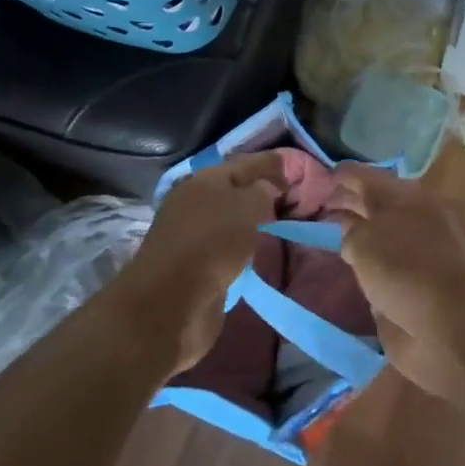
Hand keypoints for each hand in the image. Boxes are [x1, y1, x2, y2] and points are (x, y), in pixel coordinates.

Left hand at [121, 151, 285, 371]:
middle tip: (288, 195)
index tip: (292, 169)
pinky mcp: (192, 265)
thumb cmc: (212, 243)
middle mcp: (194, 202)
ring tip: (276, 220)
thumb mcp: (246, 207)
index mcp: (203, 180)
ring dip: (249, 218)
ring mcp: (190, 235)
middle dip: (258, 189)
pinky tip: (255, 247)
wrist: (172, 302)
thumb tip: (266, 188)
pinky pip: (224, 245)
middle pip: (233, 189)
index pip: (243, 164)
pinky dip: (240, 243)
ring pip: (228, 218)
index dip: (268, 164)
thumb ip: (261, 191)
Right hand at [328, 164, 464, 401]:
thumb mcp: (365, 241)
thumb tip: (351, 235)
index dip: (343, 175)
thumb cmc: (405, 269)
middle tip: (317, 204)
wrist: (448, 325)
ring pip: (380, 234)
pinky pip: (385, 264)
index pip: (369, 178)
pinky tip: (348, 266)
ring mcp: (416, 254)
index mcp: (407, 198)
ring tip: (325, 232)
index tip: (320, 177)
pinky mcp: (416, 284)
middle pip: (375, 205)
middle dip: (348, 202)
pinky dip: (367, 261)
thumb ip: (351, 232)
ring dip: (356, 232)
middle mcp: (413, 221)